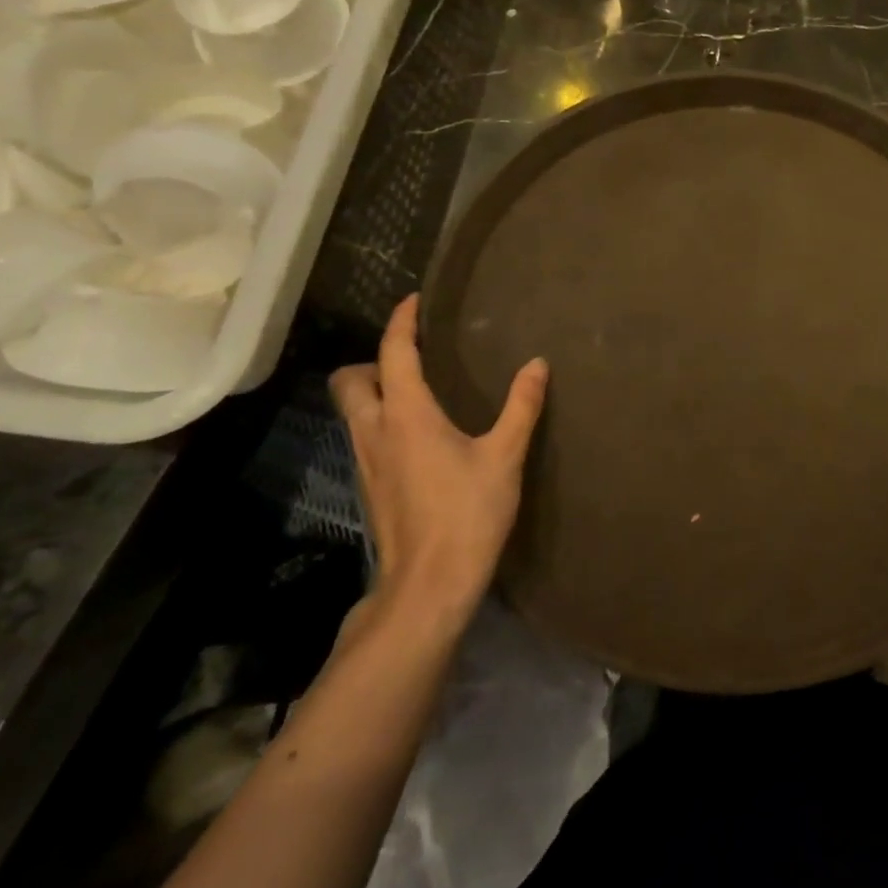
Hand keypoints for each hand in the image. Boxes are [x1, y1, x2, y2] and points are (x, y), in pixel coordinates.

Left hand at [330, 294, 547, 640]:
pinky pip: (365, 435)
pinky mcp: (371, 486)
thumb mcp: (504, 456)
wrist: (428, 585)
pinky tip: (418, 434)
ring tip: (417, 389)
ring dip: (374, 390)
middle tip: (411, 357)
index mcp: (406, 415)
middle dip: (372, 359)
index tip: (413, 302)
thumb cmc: (468, 513)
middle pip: (350, 380)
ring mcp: (367, 462)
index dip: (401, 323)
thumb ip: (521, 407)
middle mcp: (375, 431)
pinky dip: (381, 419)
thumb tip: (537, 364)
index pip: (393, 354)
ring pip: (353, 410)